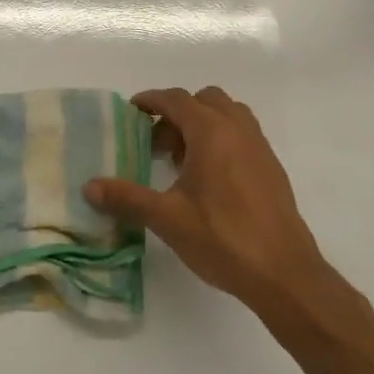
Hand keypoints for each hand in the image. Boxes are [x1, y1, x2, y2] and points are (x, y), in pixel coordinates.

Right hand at [85, 87, 331, 312]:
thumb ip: (126, 197)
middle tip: (156, 142)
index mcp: (212, 132)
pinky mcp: (271, 169)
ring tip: (181, 160)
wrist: (284, 273)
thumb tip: (89, 186)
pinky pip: (242, 136)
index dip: (151, 100)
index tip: (131, 111)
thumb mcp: (166, 218)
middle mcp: (239, 130)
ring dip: (202, 125)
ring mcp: (260, 148)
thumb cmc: (222, 238)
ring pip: (228, 116)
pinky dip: (221, 141)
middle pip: (205, 101)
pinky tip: (208, 181)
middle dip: (177, 113)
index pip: (177, 99)